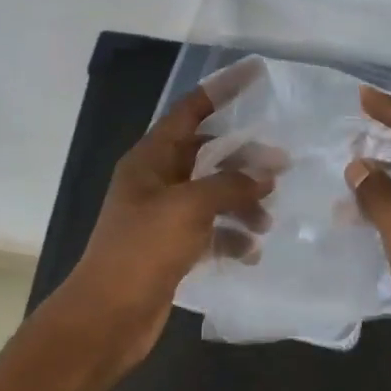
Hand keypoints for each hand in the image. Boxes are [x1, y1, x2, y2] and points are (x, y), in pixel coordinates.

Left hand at [55, 83, 274, 369]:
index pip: (189, 111)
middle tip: (282, 169)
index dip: (221, 91)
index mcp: (150, 159)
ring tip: (267, 221)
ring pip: (212, 196)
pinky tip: (251, 252)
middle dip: (243, 161)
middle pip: (207, 156)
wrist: (108, 316)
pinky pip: (209, 232)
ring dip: (241, 204)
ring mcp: (163, 217)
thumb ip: (230, 185)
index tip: (255, 74)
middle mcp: (156, 182)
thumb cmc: (143, 250)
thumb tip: (265, 175)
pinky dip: (231, 238)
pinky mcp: (171, 249)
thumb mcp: (189, 207)